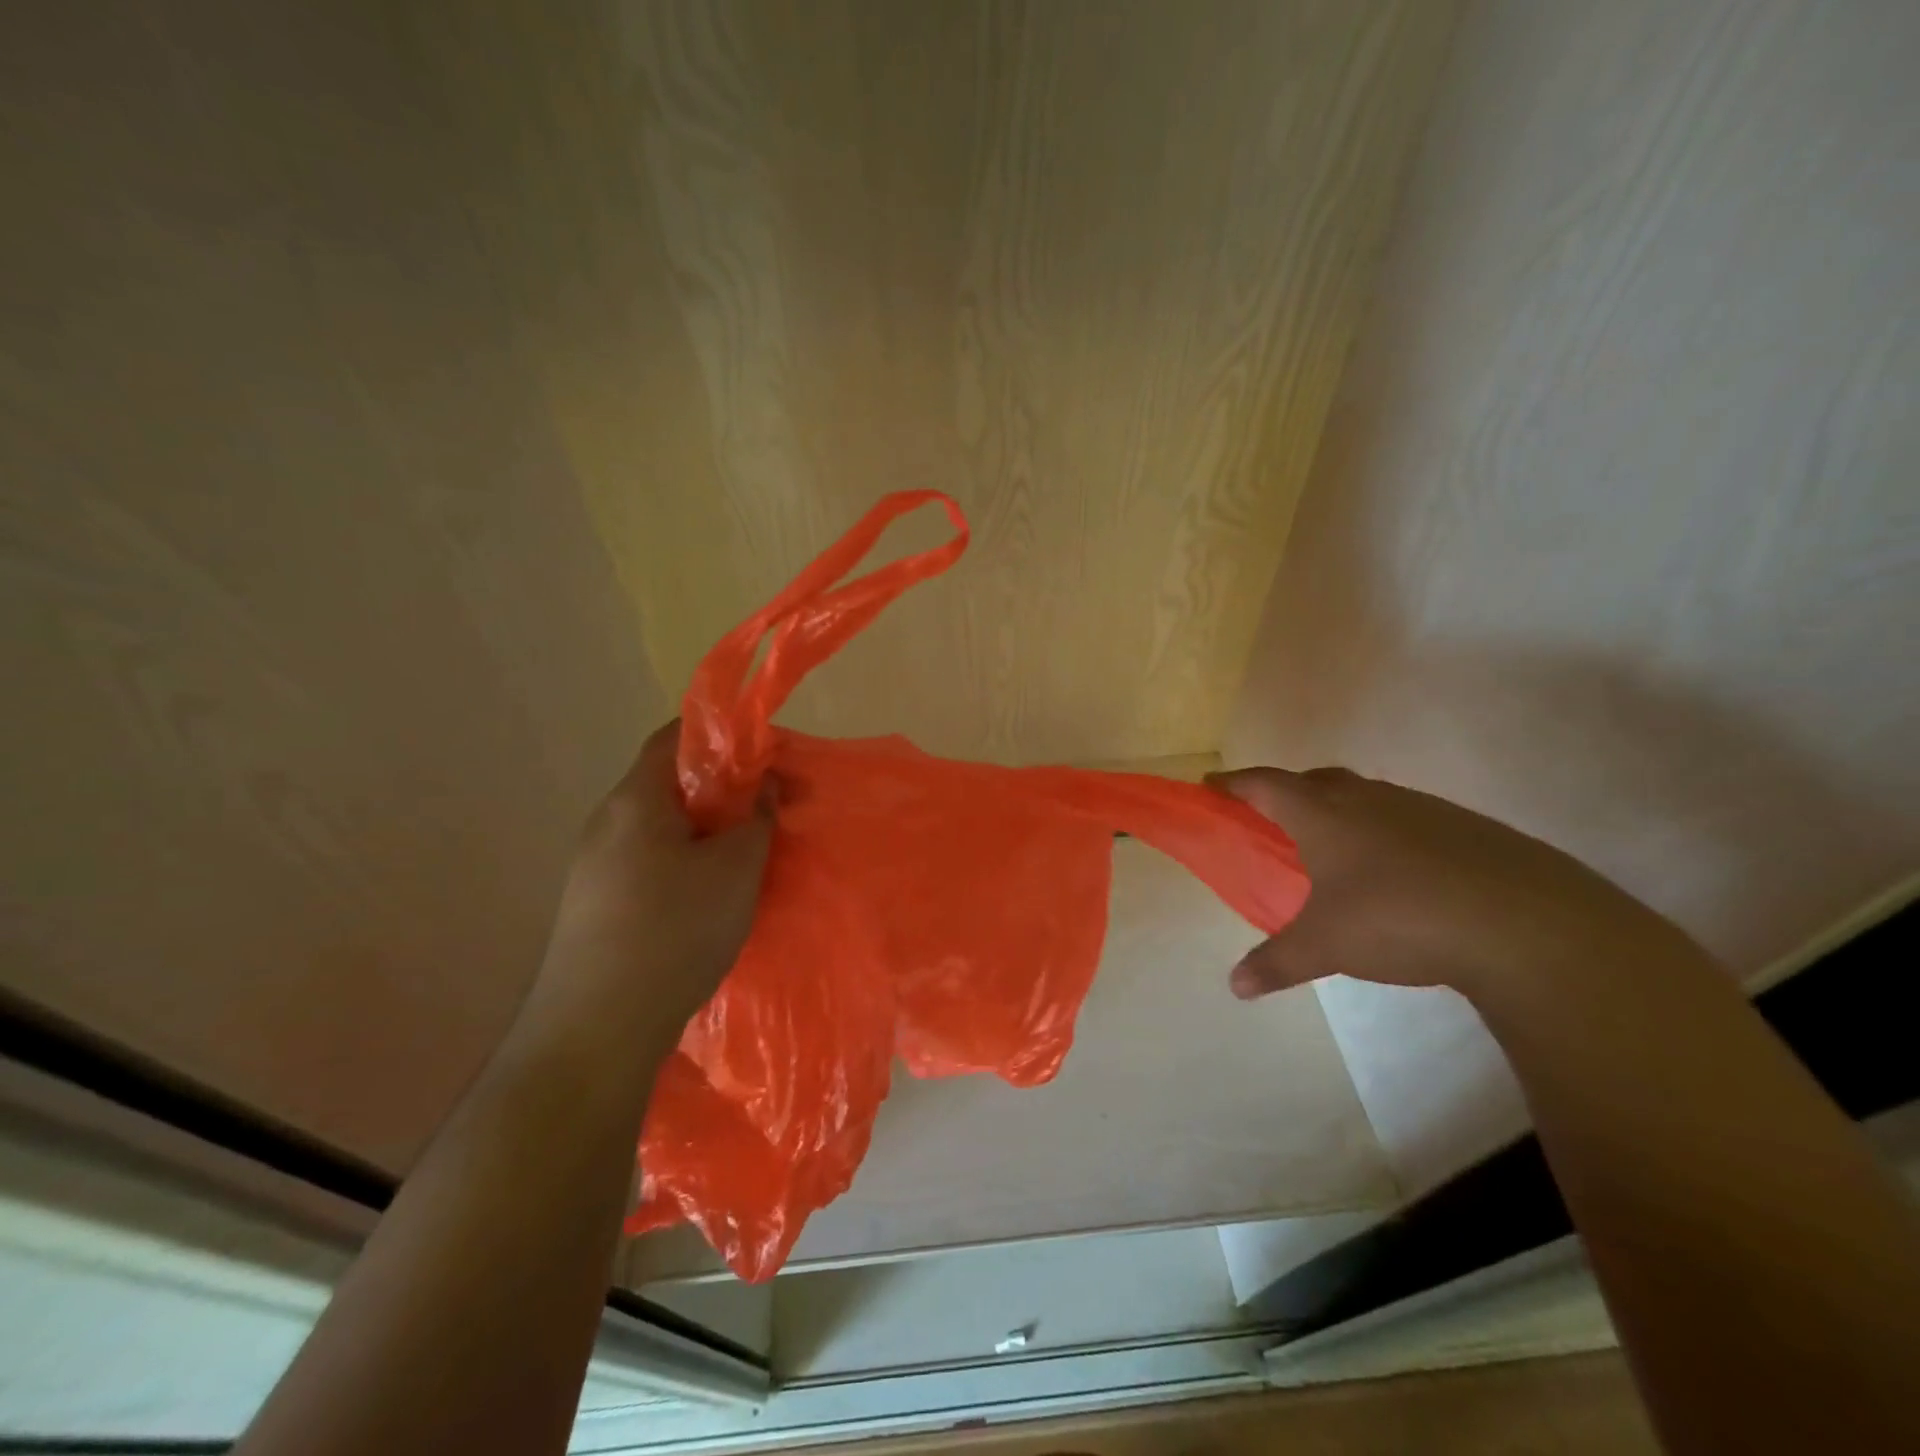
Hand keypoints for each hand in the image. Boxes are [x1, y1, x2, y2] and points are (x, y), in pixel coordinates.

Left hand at [540, 720, 773, 1032]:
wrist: (597, 1028)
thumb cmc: (674, 930)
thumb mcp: (736, 869)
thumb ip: (756, 817)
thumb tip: (762, 785)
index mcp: (635, 799)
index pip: (675, 736)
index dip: (722, 735)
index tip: (764, 758)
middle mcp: (606, 822)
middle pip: (669, 783)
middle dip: (721, 790)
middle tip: (764, 813)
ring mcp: (592, 865)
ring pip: (659, 826)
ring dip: (703, 831)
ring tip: (743, 858)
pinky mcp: (592, 903)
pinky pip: (646, 862)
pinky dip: (682, 862)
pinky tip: (707, 899)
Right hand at [1207, 766, 1678, 1003]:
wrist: (1524, 923)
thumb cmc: (1398, 918)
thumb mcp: (1325, 946)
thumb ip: (1276, 962)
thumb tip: (1235, 987)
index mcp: (1322, 813)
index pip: (1263, 784)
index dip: (1233, 784)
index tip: (1210, 787)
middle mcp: (1366, 798)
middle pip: (1312, 780)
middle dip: (1284, 792)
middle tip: (1270, 819)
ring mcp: (1419, 808)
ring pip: (1363, 796)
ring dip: (1338, 810)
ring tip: (1332, 848)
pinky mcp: (1463, 827)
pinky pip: (1404, 818)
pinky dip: (1383, 832)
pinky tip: (1396, 872)